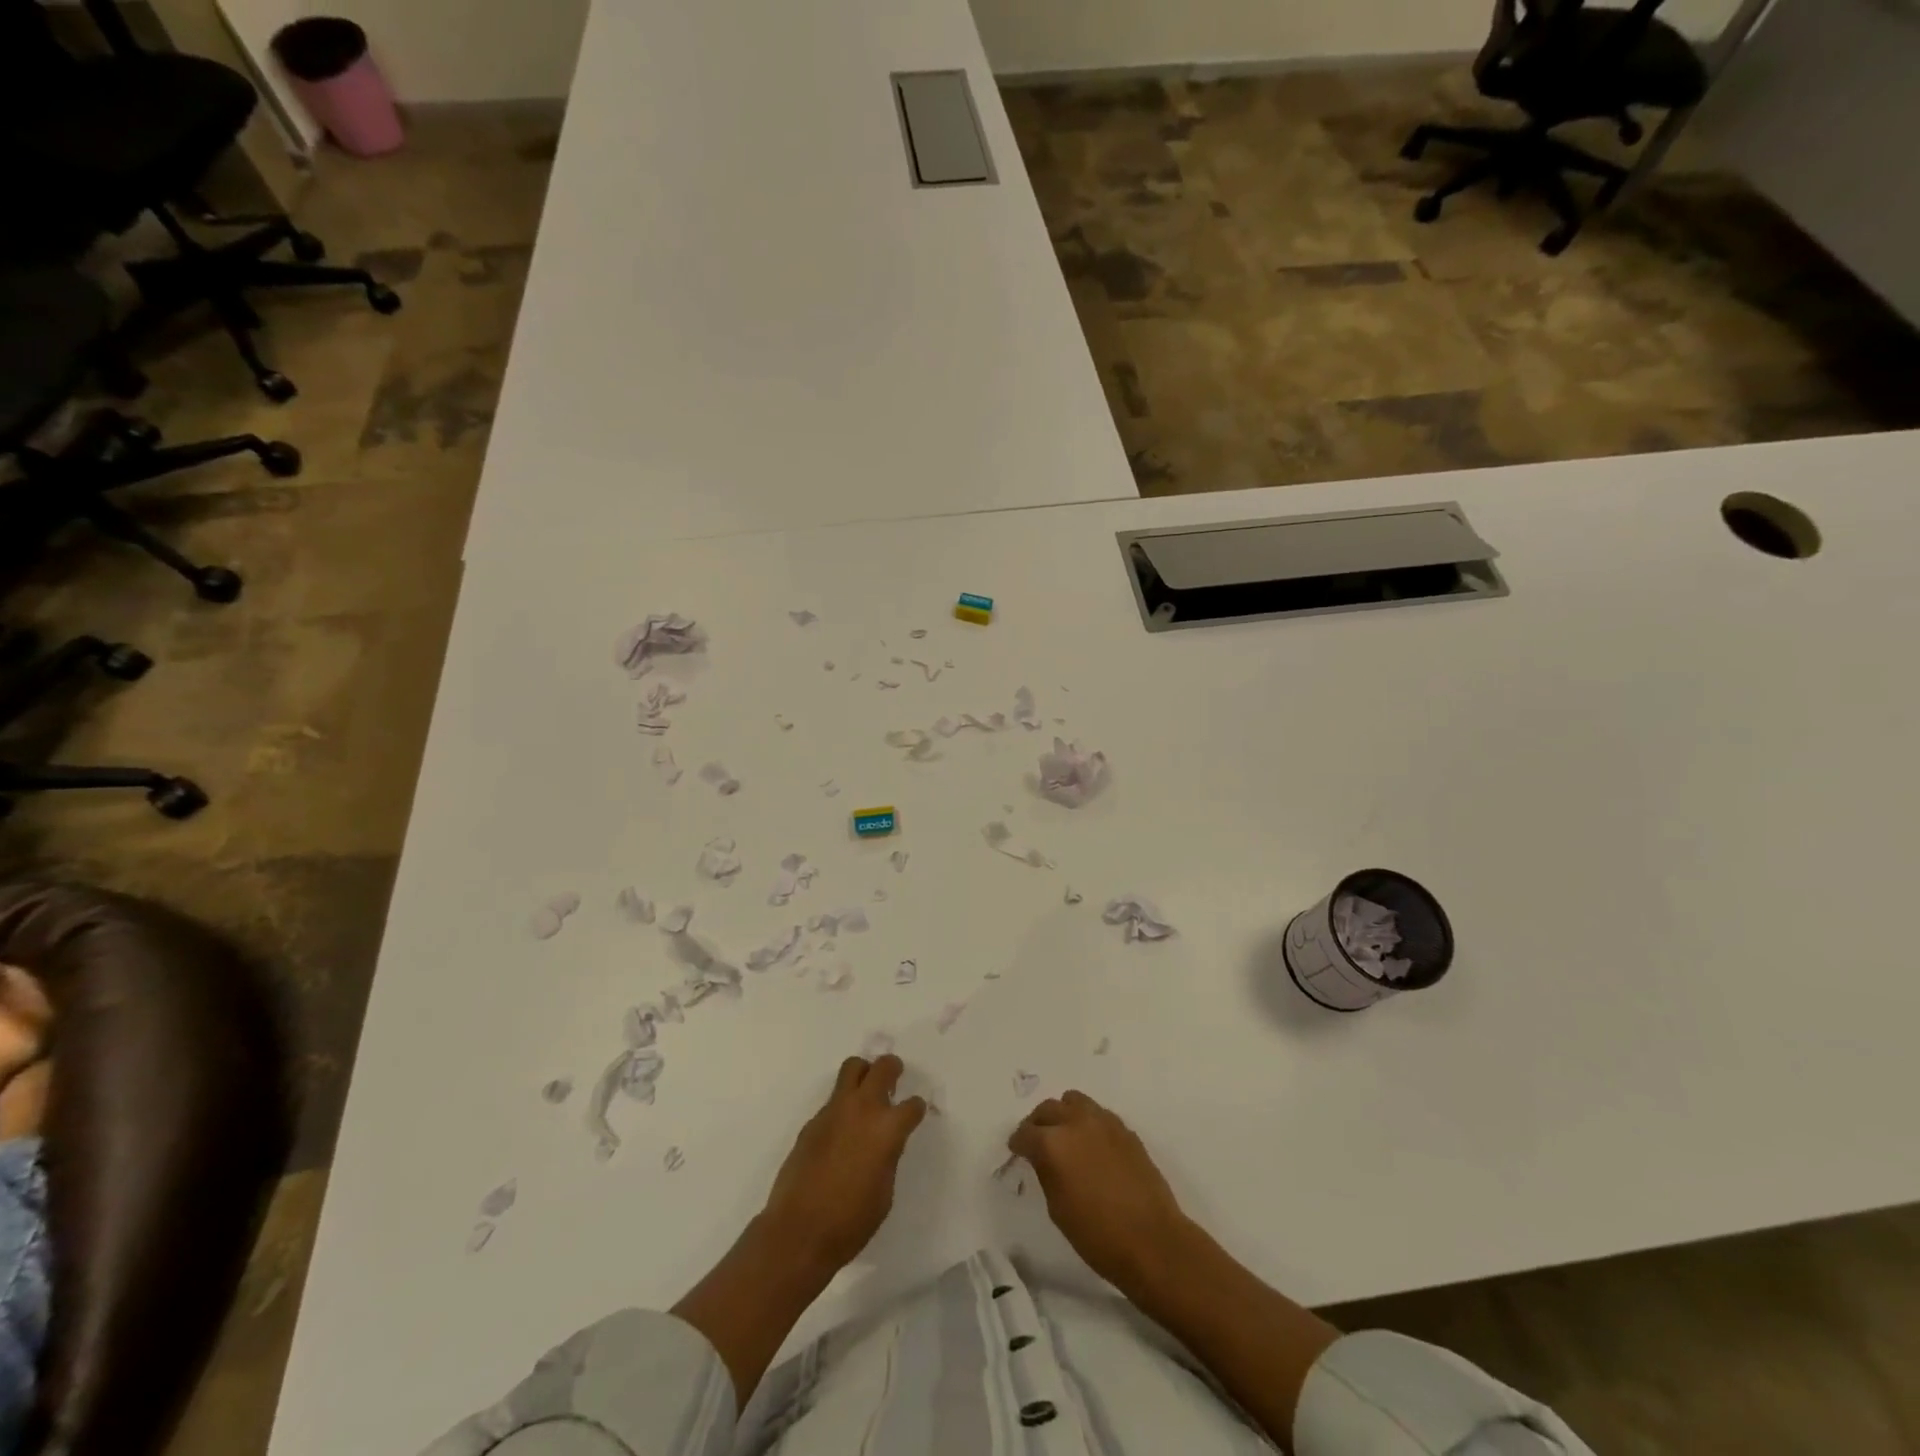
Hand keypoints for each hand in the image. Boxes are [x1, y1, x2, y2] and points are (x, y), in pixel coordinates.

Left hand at [760, 1054, 927, 1272]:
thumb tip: (884, 1144)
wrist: (799, 1231)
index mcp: (887, 1129)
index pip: (912, 1106)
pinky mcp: (813, 1121)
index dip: (916, 1110)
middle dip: (893, 1069)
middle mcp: (863, 1109)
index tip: (915, 1114)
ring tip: (867, 1091)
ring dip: (864, 1073)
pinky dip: (843, 1104)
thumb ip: (888, 1157)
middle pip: (883, 1068)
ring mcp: (835, 1111)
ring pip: (853, 1068)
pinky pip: (833, 1099)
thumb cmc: (850, 1222)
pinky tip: (841, 1130)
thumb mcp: (884, 1193)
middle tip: (894, 1079)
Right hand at [1009, 1090, 1188, 1293]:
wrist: (1152, 1241)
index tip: (1017, 1151)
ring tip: (1065, 1135)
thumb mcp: (1057, 1208)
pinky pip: (1098, 1114)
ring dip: (1064, 1114)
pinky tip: (1091, 1145)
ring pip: (1074, 1101)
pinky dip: (1088, 1122)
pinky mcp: (1125, 1129)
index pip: (1025, 1133)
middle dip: (1038, 1124)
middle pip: (1048, 1109)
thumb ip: (1046, 1172)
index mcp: (1053, 1143)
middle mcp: (1076, 1122)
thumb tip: (1043, 1157)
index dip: (1018, 1143)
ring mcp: (1103, 1122)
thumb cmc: (1097, 1235)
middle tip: (1037, 1142)